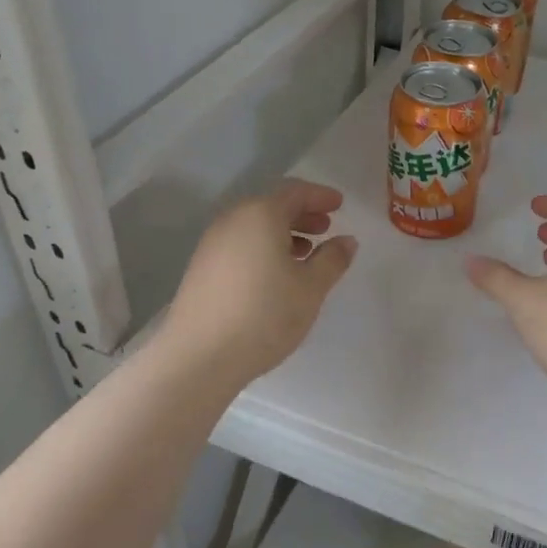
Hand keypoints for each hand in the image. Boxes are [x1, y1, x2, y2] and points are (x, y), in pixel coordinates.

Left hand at [162, 179, 357, 385]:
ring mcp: (212, 244)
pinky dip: (262, 248)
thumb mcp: (311, 288)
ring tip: (304, 254)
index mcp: (261, 215)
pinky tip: (275, 275)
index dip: (320, 196)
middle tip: (325, 228)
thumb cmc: (265, 315)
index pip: (295, 191)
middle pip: (271, 206)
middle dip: (301, 214)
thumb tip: (346, 240)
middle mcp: (232, 220)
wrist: (200, 356)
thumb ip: (332, 259)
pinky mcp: (201, 268)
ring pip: (254, 227)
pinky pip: (240, 245)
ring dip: (282, 233)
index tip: (339, 205)